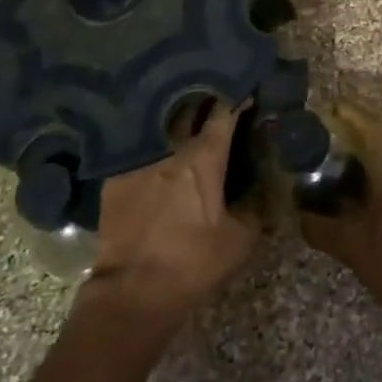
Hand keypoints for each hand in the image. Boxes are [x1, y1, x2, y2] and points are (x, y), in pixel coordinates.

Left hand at [85, 101, 257, 323]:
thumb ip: (254, 205)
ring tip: (188, 116)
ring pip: (162, 124)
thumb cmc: (192, 263)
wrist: (132, 290)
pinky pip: (138, 146)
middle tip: (218, 99)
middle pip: (189, 108)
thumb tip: (266, 184)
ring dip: (177, 117)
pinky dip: (152, 141)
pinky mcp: (116, 175)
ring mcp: (139, 158)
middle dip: (205, 99)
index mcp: (204, 158)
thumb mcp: (239, 239)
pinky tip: (157, 146)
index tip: (248, 92)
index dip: (238, 98)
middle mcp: (171, 147)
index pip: (224, 113)